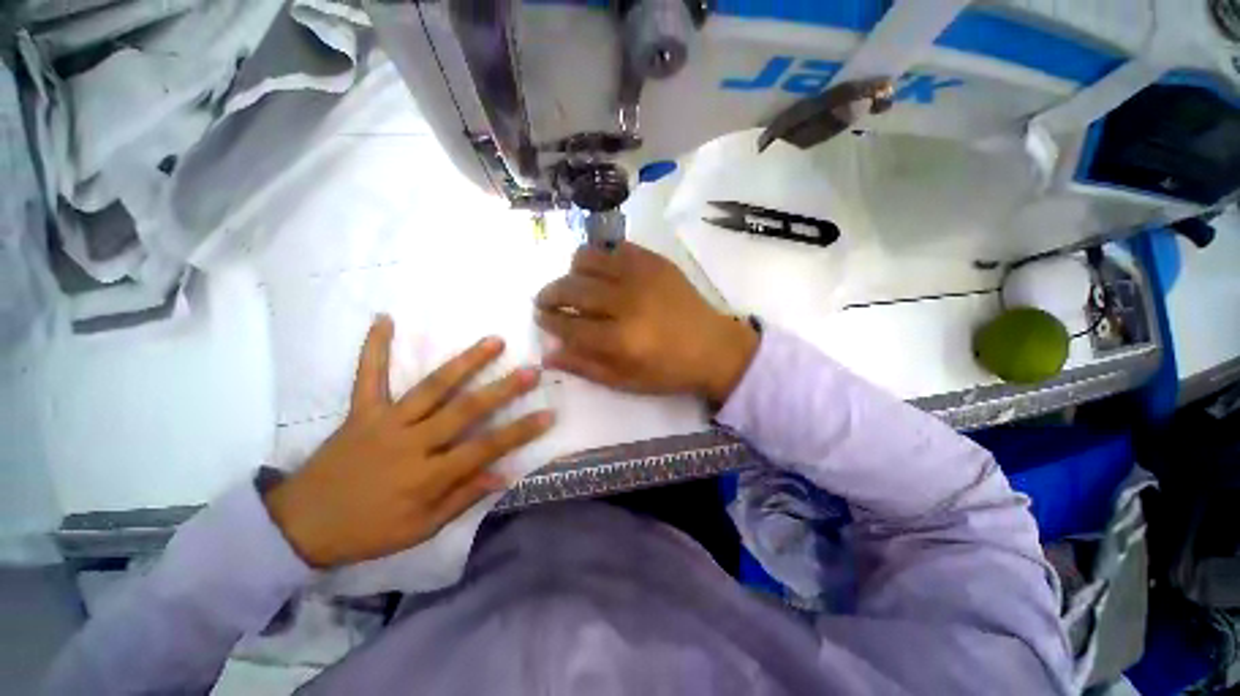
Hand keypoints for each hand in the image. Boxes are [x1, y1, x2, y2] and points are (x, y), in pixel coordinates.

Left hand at [263, 317, 553, 568]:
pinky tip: (385, 319)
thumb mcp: (420, 530)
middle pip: (466, 410)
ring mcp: (385, 422)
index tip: (549, 413)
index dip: (520, 431)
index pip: (486, 448)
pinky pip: (368, 375)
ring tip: (494, 341)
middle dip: (504, 389)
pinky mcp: (361, 412)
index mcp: (427, 476)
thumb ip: (462, 499)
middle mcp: (412, 443)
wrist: (300, 526)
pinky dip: (374, 347)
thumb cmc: (367, 532)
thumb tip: (504, 473)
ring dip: (466, 362)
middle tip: (532, 370)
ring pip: (432, 387)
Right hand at [535, 242, 757, 402]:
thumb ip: (585, 366)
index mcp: (620, 339)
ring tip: (574, 283)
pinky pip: (615, 248)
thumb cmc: (669, 371)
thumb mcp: (625, 381)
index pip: (568, 324)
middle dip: (550, 293)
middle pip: (572, 288)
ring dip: (572, 271)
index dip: (548, 320)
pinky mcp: (655, 261)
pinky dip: (601, 257)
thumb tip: (548, 353)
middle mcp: (627, 302)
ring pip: (589, 259)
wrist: (714, 347)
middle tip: (545, 300)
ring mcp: (642, 276)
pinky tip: (603, 271)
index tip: (540, 317)